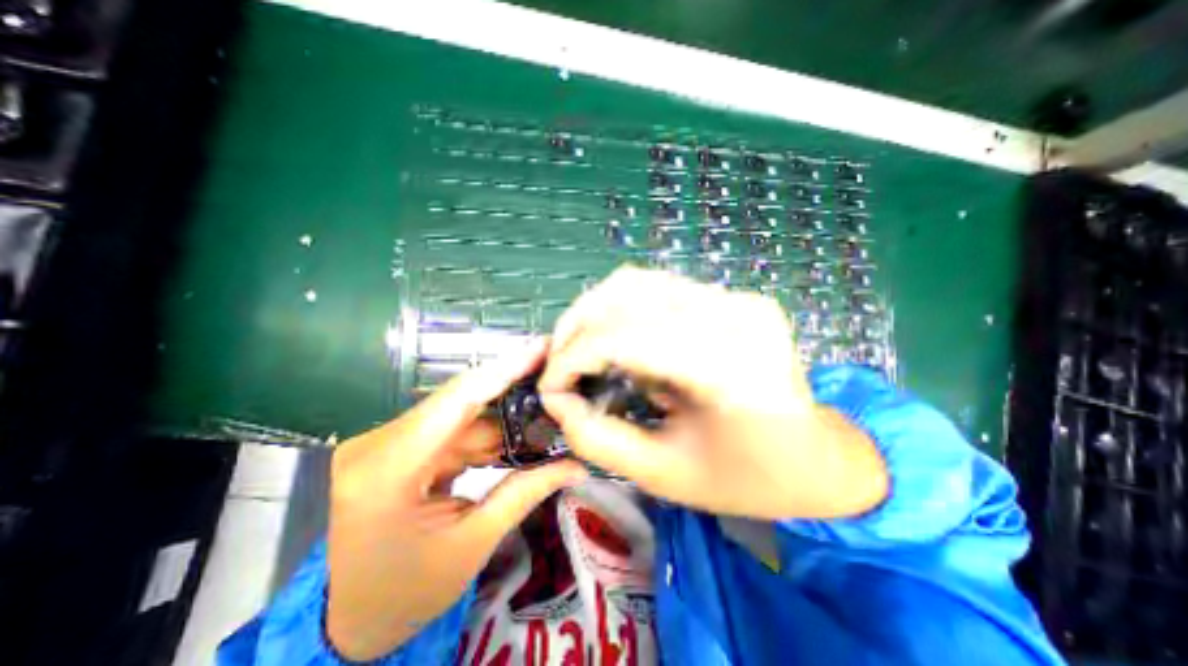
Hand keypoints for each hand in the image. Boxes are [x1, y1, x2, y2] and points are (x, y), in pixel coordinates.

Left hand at [324, 340, 587, 662]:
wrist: (348, 623)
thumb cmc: (405, 594)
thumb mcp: (472, 544)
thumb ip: (525, 493)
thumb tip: (576, 466)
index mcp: (387, 471)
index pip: (457, 400)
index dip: (504, 368)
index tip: (540, 347)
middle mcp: (379, 444)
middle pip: (462, 405)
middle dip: (513, 396)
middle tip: (555, 386)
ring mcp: (385, 444)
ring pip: (462, 418)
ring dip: (503, 423)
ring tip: (545, 422)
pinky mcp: (396, 448)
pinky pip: (452, 432)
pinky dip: (485, 438)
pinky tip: (514, 444)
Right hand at [540, 269, 878, 521]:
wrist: (819, 458)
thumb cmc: (746, 479)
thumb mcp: (662, 474)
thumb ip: (597, 438)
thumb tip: (555, 400)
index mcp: (729, 367)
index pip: (626, 336)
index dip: (573, 356)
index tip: (549, 386)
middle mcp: (736, 315)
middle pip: (628, 293)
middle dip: (577, 328)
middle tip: (559, 365)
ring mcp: (738, 298)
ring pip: (639, 281)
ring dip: (596, 312)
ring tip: (581, 350)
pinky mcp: (734, 297)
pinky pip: (660, 288)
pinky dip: (623, 309)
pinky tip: (618, 341)